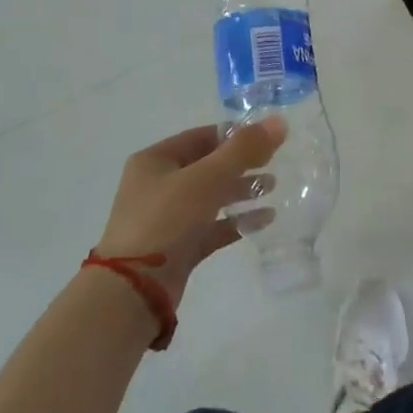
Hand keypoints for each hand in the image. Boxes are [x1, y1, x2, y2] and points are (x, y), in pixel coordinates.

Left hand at [96, 117, 285, 310]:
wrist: (134, 290)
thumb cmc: (167, 220)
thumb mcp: (207, 178)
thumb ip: (244, 150)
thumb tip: (279, 122)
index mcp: (155, 160)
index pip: (201, 136)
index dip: (234, 135)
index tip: (267, 138)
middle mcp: (157, 185)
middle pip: (207, 167)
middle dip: (241, 165)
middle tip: (274, 164)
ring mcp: (166, 219)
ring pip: (210, 198)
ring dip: (241, 192)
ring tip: (273, 189)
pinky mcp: (177, 248)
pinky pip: (212, 228)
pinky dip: (236, 221)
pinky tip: (265, 220)